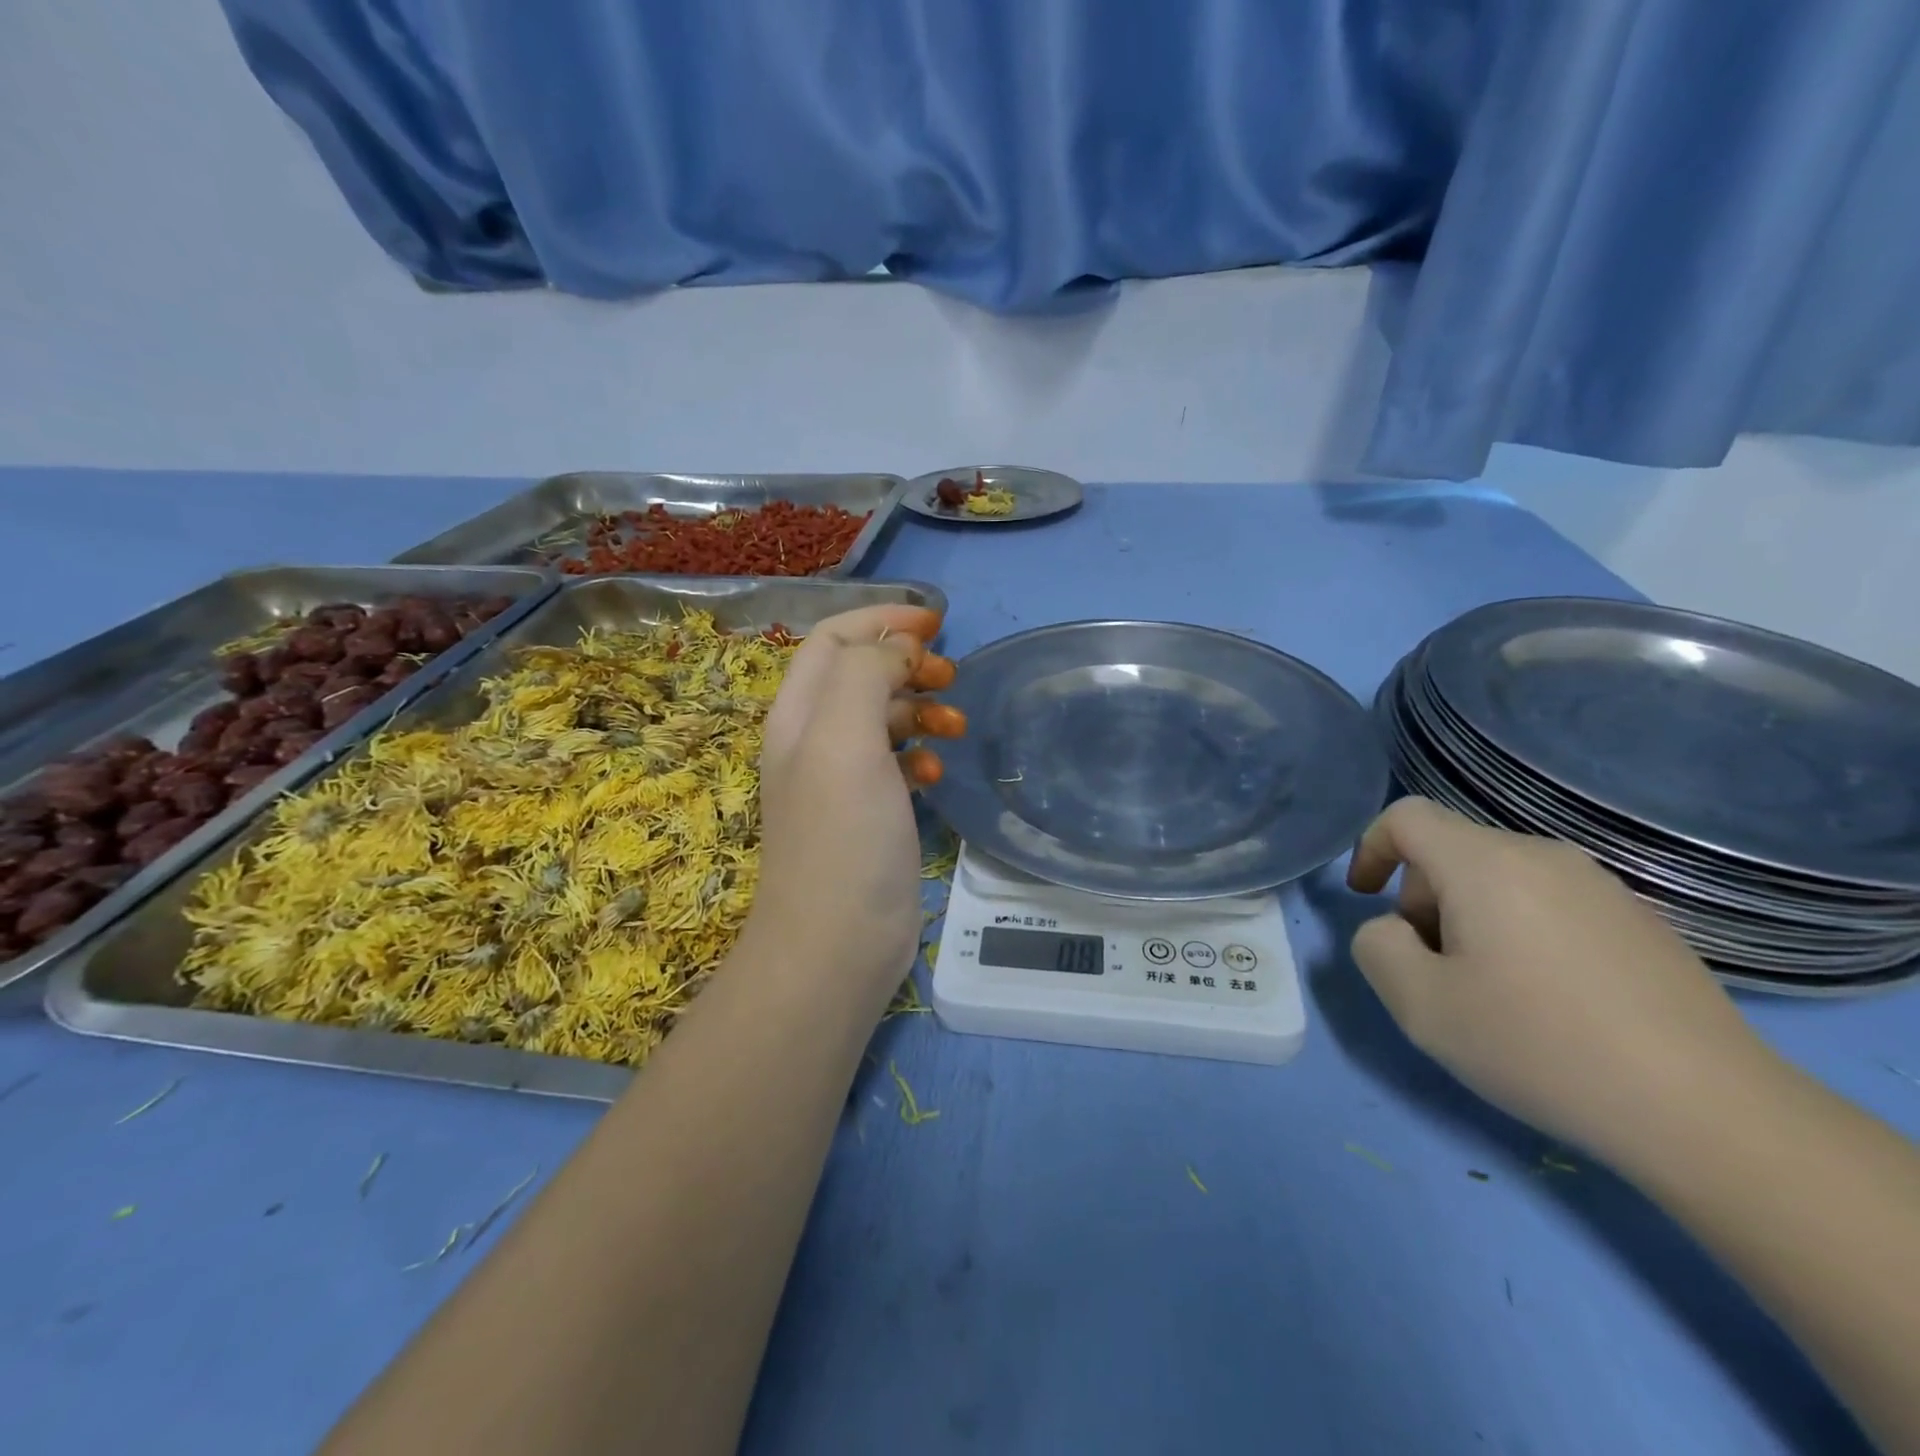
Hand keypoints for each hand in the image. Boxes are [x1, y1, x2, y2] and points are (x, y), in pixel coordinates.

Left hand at [743, 605, 959, 1003]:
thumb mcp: (845, 739)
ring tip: (955, 727)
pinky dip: (919, 755)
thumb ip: (866, 675)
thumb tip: (898, 648)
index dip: (881, 620)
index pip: (834, 639)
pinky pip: (895, 764)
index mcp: (798, 714)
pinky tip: (937, 773)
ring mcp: (840, 780)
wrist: (836, 945)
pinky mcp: (868, 815)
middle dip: (907, 664)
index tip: (936, 623)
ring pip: (882, 718)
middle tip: (950, 677)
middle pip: (860, 674)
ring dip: (920, 709)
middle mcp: (813, 740)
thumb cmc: (842, 836)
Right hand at [1345, 797, 1770, 1161]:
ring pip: (1502, 877)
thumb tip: (1393, 929)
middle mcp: (1544, 857)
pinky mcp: (1643, 921)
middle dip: (1422, 897)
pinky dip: (1522, 931)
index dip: (1371, 848)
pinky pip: (1552, 903)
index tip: (1366, 900)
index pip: (1406, 816)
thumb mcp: (1419, 1005)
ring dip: (1471, 916)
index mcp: (1486, 864)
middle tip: (1434, 968)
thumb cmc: (1540, 1046)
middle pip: (1454, 849)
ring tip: (1491, 989)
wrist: (1709, 1112)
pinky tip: (1551, 1000)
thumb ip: (1375, 947)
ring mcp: (1602, 886)